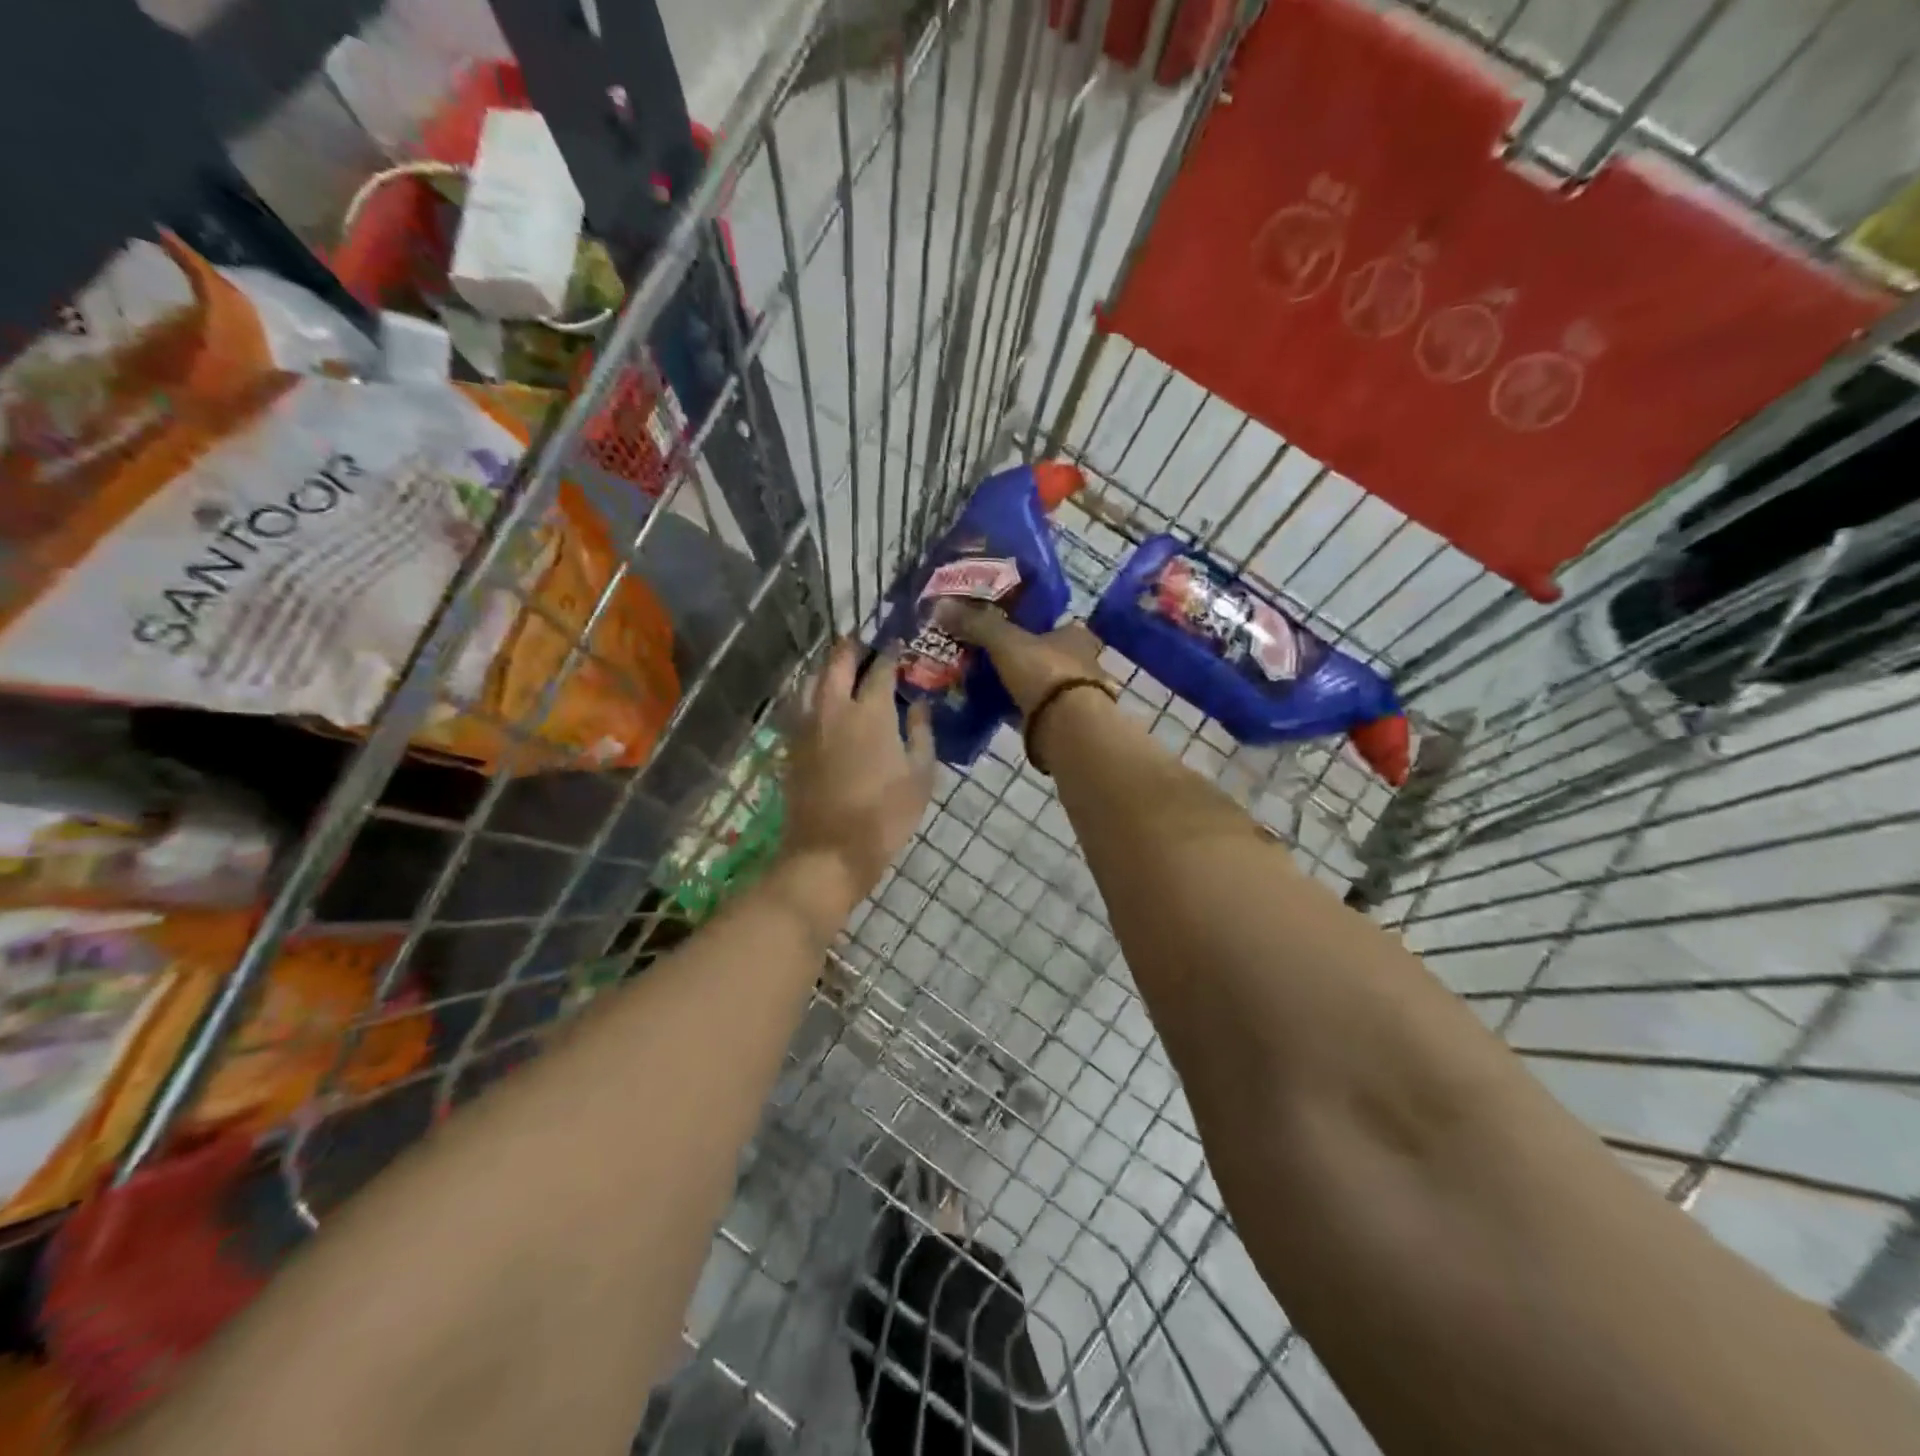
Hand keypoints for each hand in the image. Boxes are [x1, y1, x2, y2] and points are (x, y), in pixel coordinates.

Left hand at [780, 639, 934, 915]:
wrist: (829, 851)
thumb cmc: (884, 816)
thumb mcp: (920, 776)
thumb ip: (920, 733)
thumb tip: (918, 704)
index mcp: (870, 712)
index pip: (880, 668)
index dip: (890, 653)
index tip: (898, 645)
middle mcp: (834, 708)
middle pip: (837, 662)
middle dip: (851, 648)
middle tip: (863, 644)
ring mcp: (807, 725)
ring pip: (811, 679)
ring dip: (827, 667)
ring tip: (840, 668)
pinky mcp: (792, 745)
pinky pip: (799, 704)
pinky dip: (812, 692)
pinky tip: (823, 702)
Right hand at [936, 602, 1107, 716]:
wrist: (1067, 726)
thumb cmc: (1045, 672)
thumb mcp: (1006, 641)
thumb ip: (978, 624)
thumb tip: (941, 605)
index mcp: (1076, 636)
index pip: (1059, 623)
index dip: (1038, 624)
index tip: (1014, 627)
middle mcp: (1082, 663)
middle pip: (1051, 655)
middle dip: (1027, 656)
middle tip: (995, 656)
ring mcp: (1075, 696)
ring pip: (1045, 684)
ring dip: (1024, 684)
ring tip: (990, 682)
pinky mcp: (1064, 722)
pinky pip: (1037, 710)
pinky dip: (1020, 708)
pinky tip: (998, 708)